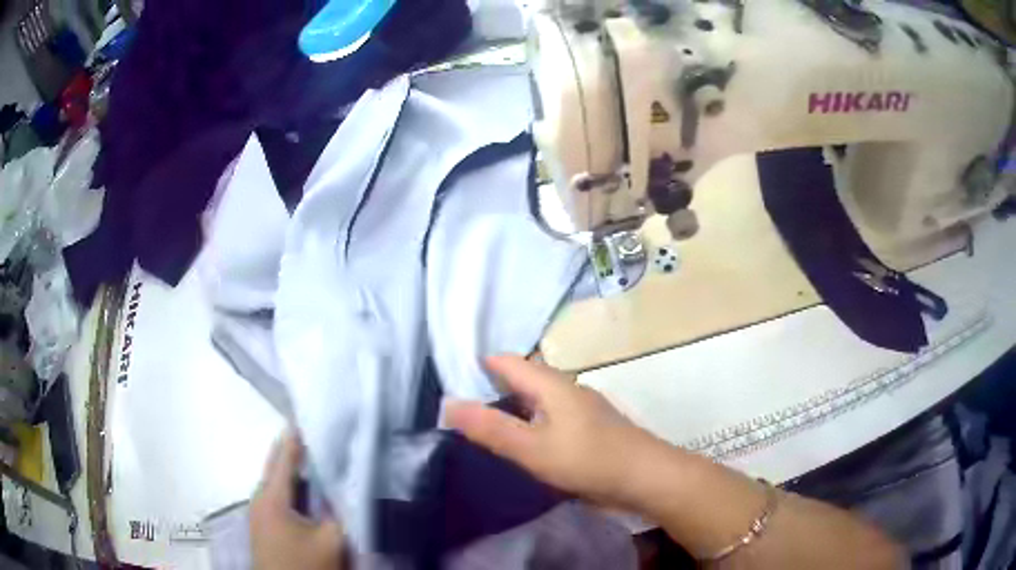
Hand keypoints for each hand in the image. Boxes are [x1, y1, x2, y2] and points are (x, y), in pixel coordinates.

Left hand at [250, 430, 344, 569]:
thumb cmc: (303, 565)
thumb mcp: (331, 541)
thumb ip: (340, 511)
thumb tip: (347, 485)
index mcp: (271, 495)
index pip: (285, 453)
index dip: (298, 431)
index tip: (314, 409)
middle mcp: (260, 496)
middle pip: (278, 463)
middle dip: (297, 446)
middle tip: (323, 430)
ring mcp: (259, 510)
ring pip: (279, 480)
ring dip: (297, 468)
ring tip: (322, 456)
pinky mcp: (264, 523)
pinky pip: (279, 494)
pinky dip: (293, 485)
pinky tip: (311, 490)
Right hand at [445, 355, 666, 507]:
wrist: (646, 478)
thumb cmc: (588, 460)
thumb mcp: (532, 448)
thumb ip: (490, 428)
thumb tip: (449, 404)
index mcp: (552, 384)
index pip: (507, 362)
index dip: (478, 366)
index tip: (449, 380)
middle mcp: (566, 389)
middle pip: (522, 379)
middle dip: (492, 388)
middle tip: (460, 408)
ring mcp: (580, 409)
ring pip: (537, 400)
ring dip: (512, 407)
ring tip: (484, 426)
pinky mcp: (588, 430)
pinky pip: (550, 417)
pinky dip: (530, 423)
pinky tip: (522, 443)